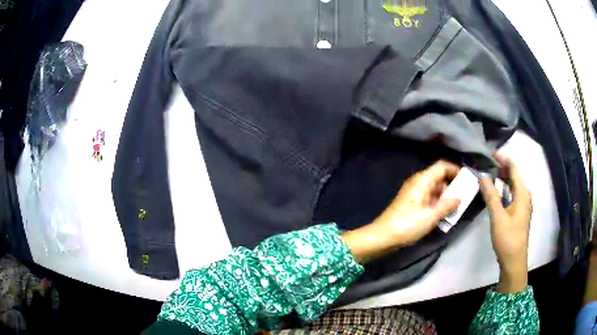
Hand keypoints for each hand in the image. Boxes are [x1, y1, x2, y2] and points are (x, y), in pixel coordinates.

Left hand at [372, 160, 461, 244]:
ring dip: (446, 198)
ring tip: (456, 209)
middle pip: (439, 178)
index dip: (455, 170)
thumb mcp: (431, 216)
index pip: (442, 166)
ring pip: (435, 190)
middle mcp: (418, 183)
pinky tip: (444, 215)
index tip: (467, 180)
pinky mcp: (412, 204)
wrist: (383, 236)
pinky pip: (429, 199)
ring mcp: (414, 193)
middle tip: (464, 198)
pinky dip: (438, 204)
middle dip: (453, 187)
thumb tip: (459, 198)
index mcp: (422, 180)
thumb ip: (448, 205)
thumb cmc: (408, 224)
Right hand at [479, 153, 531, 293]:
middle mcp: (525, 196)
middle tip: (487, 164)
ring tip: (490, 174)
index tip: (490, 153)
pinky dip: (505, 189)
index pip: (514, 169)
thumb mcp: (498, 216)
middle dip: (502, 168)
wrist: (514, 260)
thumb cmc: (507, 238)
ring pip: (514, 185)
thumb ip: (491, 194)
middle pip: (515, 176)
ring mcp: (523, 205)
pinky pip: (513, 194)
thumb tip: (482, 175)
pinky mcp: (519, 213)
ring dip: (503, 179)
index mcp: (522, 193)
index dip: (503, 159)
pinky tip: (497, 191)